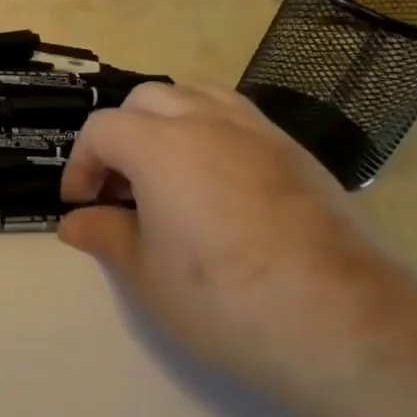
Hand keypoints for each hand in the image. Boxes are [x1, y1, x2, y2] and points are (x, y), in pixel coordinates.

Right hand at [59, 82, 416, 414]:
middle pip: (146, 100)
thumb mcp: (144, 275)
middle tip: (121, 189)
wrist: (340, 320)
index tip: (82, 205)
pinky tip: (217, 185)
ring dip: (168, 123)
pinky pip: (239, 119)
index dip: (81, 164)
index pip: (101, 129)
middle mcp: (208, 121)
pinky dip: (212, 134)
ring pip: (197, 96)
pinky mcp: (297, 152)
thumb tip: (76, 222)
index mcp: (161, 146)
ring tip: (167, 174)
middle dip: (121, 136)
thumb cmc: (223, 298)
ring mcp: (259, 132)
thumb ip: (104, 235)